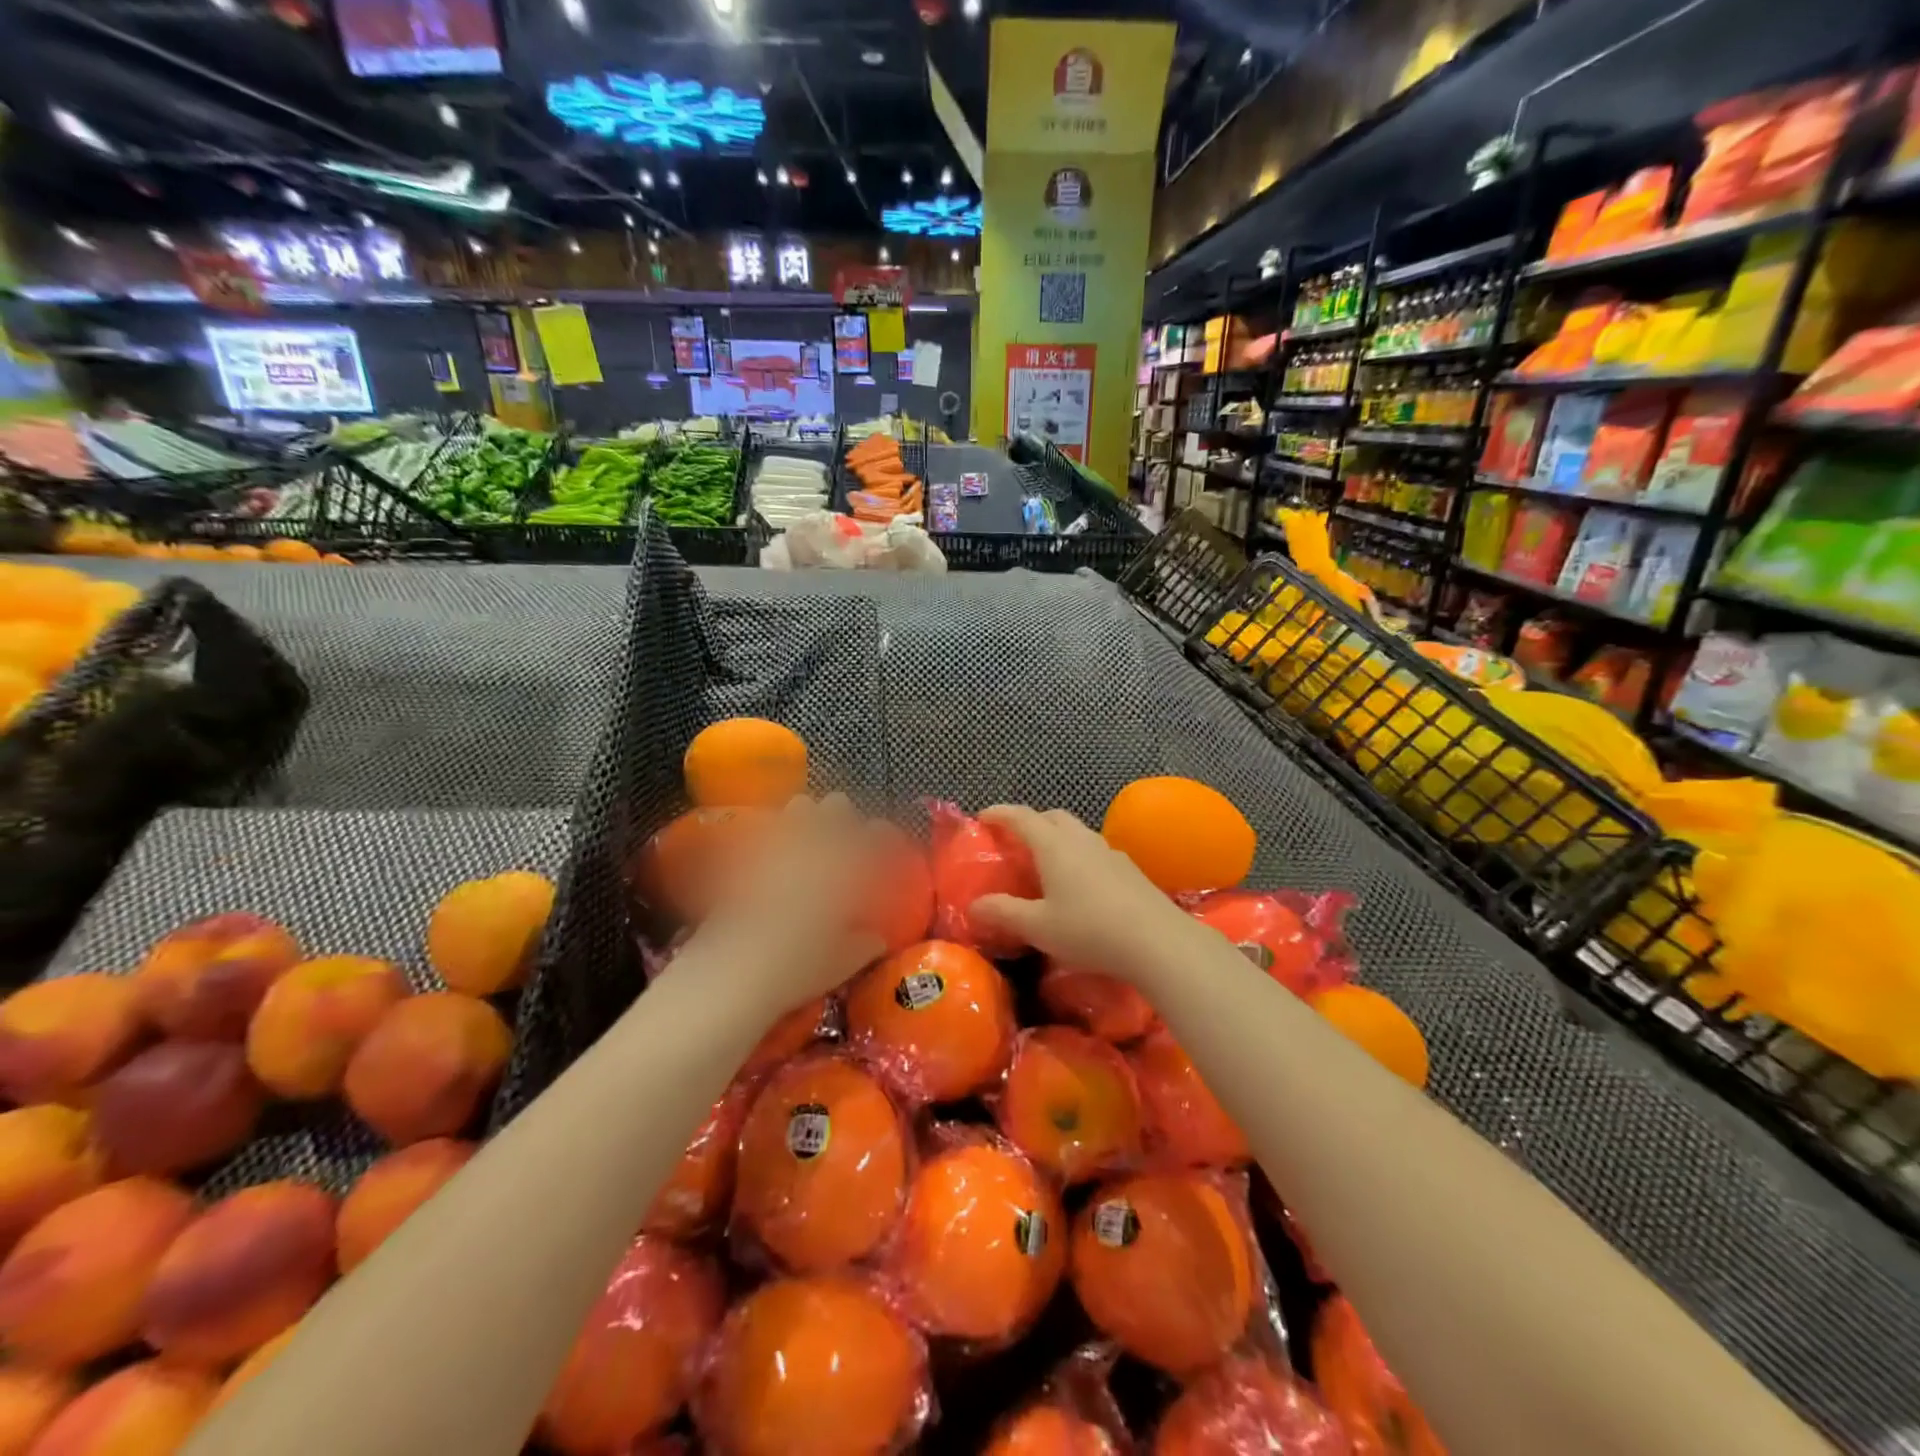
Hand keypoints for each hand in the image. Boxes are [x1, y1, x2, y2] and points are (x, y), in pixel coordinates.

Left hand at [682, 793, 885, 1011]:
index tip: (886, 848)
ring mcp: (780, 845)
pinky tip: (777, 861)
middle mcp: (816, 846)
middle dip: (845, 819)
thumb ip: (863, 945)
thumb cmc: (796, 968)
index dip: (885, 836)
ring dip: (810, 820)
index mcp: (847, 868)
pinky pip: (769, 833)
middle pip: (838, 806)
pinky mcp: (747, 855)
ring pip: (801, 807)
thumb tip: (876, 938)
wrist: (731, 970)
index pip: (877, 833)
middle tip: (846, 843)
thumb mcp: (841, 964)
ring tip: (810, 844)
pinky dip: (778, 840)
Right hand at [970, 804, 1207, 983]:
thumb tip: (973, 906)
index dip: (1000, 813)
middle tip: (1015, 841)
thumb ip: (1004, 913)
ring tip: (1047, 863)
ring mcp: (1110, 852)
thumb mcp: (1038, 927)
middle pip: (1053, 817)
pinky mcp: (1130, 869)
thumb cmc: (1089, 930)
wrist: (1157, 942)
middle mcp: (1082, 840)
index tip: (982, 817)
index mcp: (1054, 846)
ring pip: (1078, 832)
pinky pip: (1096, 851)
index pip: (1022, 817)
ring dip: (1058, 838)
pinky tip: (1081, 884)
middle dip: (1031, 822)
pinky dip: (1079, 856)